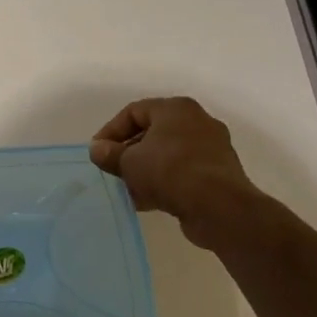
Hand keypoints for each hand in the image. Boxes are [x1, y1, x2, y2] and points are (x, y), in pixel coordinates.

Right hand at [89, 97, 263, 243]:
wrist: (220, 208)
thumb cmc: (170, 171)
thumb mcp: (130, 162)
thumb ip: (110, 154)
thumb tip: (97, 150)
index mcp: (176, 109)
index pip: (134, 111)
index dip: (111, 131)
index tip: (98, 152)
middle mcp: (197, 122)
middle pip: (152, 133)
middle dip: (129, 152)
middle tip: (113, 169)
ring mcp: (212, 148)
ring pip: (168, 154)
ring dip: (145, 170)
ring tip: (127, 188)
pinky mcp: (219, 174)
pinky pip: (183, 172)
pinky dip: (164, 182)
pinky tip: (147, 201)